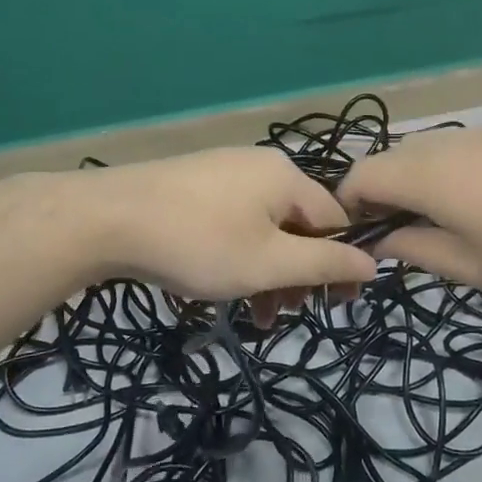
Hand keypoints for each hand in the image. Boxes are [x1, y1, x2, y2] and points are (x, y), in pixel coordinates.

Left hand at [83, 147, 377, 301]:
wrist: (108, 218)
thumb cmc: (200, 243)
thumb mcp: (269, 262)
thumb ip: (324, 263)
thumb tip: (373, 262)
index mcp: (286, 176)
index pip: (335, 220)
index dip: (341, 265)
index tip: (335, 306)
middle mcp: (259, 166)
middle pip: (298, 225)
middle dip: (297, 274)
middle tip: (284, 315)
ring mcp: (223, 172)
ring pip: (263, 229)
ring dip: (267, 273)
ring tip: (254, 315)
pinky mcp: (194, 186)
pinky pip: (233, 223)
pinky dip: (238, 256)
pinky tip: (221, 286)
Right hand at [338, 126, 481, 290]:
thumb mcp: (473, 266)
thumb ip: (417, 251)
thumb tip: (384, 241)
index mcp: (420, 174)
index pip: (357, 178)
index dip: (347, 208)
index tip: (364, 240)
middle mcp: (437, 144)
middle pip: (385, 163)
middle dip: (380, 198)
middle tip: (404, 237)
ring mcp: (472, 132)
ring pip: (420, 154)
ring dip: (413, 185)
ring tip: (445, 223)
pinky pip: (452, 150)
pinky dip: (445, 174)